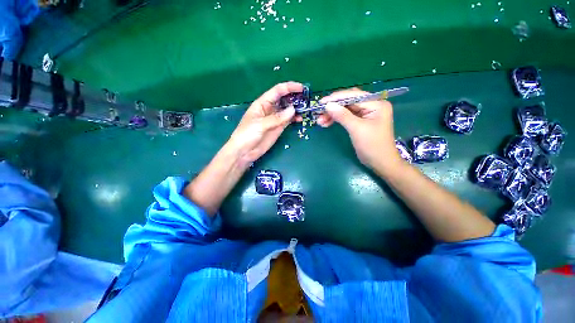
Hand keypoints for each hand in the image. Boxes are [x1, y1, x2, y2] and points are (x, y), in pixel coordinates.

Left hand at [226, 82, 302, 164]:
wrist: (244, 151)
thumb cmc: (247, 134)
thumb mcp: (260, 124)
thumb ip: (277, 118)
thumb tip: (293, 110)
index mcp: (262, 103)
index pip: (277, 91)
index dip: (289, 88)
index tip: (301, 88)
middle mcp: (270, 109)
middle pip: (284, 99)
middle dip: (295, 97)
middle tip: (307, 99)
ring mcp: (275, 118)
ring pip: (287, 110)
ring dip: (296, 108)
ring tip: (306, 109)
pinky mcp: (278, 127)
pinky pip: (288, 120)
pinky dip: (294, 118)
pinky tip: (300, 118)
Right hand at [317, 88, 401, 170]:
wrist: (380, 163)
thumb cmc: (372, 145)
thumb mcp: (357, 129)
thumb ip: (342, 116)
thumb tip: (327, 105)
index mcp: (376, 103)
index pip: (353, 95)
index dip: (336, 98)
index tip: (321, 102)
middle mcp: (371, 105)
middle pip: (348, 102)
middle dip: (333, 107)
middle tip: (318, 113)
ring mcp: (365, 114)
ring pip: (345, 110)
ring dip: (332, 114)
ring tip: (320, 121)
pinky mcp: (360, 122)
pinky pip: (345, 117)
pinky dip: (336, 119)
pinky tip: (326, 123)